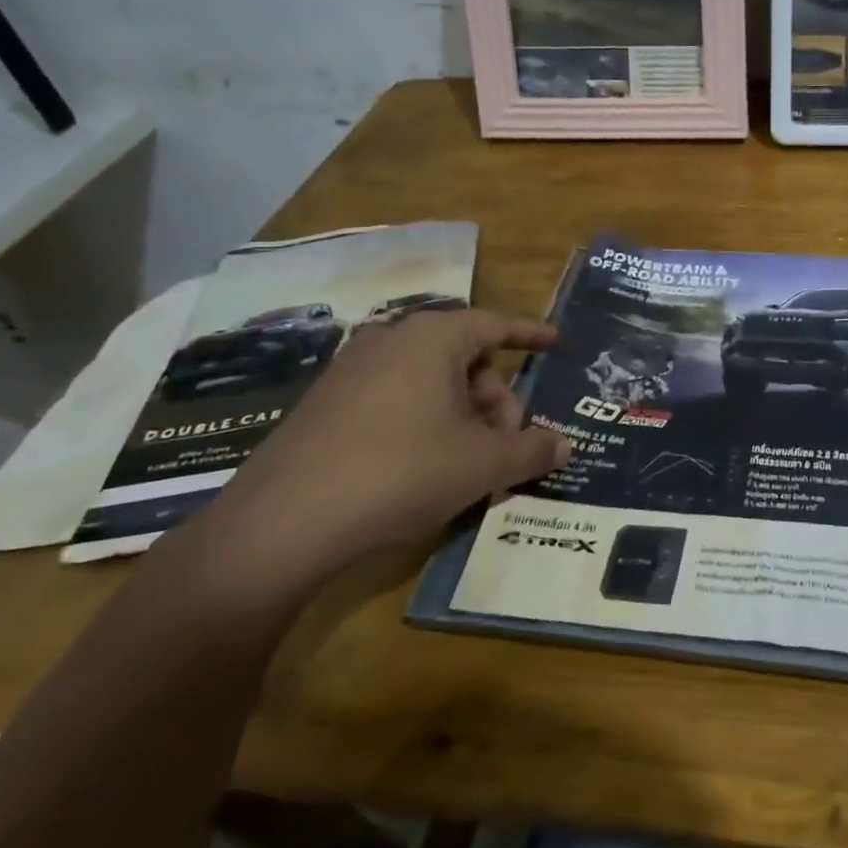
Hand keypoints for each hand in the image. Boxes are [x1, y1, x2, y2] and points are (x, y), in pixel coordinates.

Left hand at [204, 308, 567, 585]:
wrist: (282, 523)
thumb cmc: (401, 472)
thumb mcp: (482, 465)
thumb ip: (531, 450)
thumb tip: (564, 446)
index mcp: (433, 338)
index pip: (496, 325)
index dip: (530, 335)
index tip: (555, 342)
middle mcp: (391, 340)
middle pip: (465, 358)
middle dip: (496, 398)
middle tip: (509, 443)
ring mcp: (352, 370)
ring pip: (430, 381)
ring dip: (463, 415)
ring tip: (470, 462)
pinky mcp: (326, 404)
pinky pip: (396, 398)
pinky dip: (425, 422)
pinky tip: (426, 467)